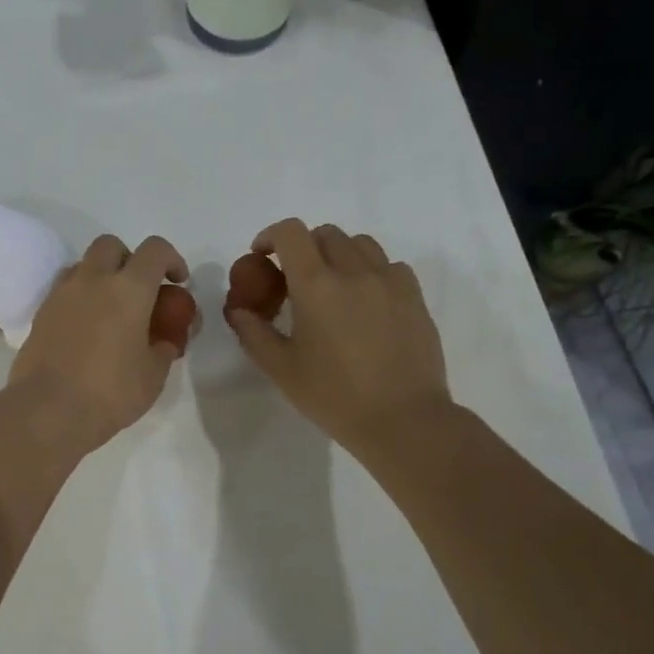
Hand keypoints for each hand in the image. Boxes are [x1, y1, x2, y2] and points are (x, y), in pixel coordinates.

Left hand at [9, 234, 189, 452]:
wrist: (48, 411)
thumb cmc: (110, 392)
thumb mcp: (153, 375)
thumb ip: (164, 347)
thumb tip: (164, 339)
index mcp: (128, 289)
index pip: (155, 250)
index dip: (172, 260)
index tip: (178, 283)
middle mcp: (92, 280)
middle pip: (112, 246)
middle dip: (130, 260)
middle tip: (140, 292)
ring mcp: (61, 294)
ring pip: (84, 265)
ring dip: (101, 277)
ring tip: (111, 311)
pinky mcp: (41, 314)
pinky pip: (64, 291)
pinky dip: (80, 299)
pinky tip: (87, 330)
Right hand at [225, 219, 453, 458]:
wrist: (402, 420)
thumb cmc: (334, 396)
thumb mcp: (281, 368)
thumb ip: (253, 332)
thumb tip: (238, 309)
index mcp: (316, 285)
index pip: (290, 233)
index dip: (270, 236)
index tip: (262, 256)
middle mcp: (354, 271)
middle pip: (325, 234)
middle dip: (303, 247)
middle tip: (295, 280)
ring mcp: (389, 281)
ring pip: (360, 244)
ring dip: (338, 254)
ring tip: (332, 287)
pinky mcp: (414, 296)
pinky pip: (389, 265)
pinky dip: (370, 271)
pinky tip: (365, 302)